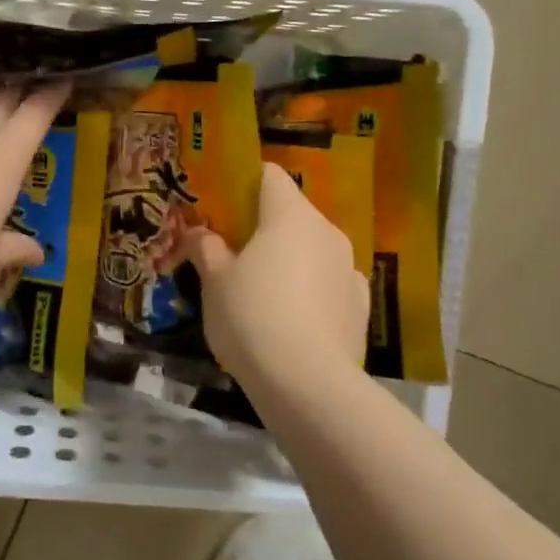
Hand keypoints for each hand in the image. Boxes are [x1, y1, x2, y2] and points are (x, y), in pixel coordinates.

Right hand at [183, 164, 367, 388]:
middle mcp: (326, 231)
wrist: (308, 384)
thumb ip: (206, 249)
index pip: (270, 175)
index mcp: (290, 215)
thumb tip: (199, 233)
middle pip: (292, 212)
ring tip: (263, 290)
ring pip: (313, 248)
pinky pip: (330, 281)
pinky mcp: (361, 304)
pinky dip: (312, 289)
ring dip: (290, 258)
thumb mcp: (215, 282)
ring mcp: (349, 267)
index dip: (245, 184)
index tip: (223, 206)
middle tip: (235, 252)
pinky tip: (294, 317)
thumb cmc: (253, 317)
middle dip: (264, 226)